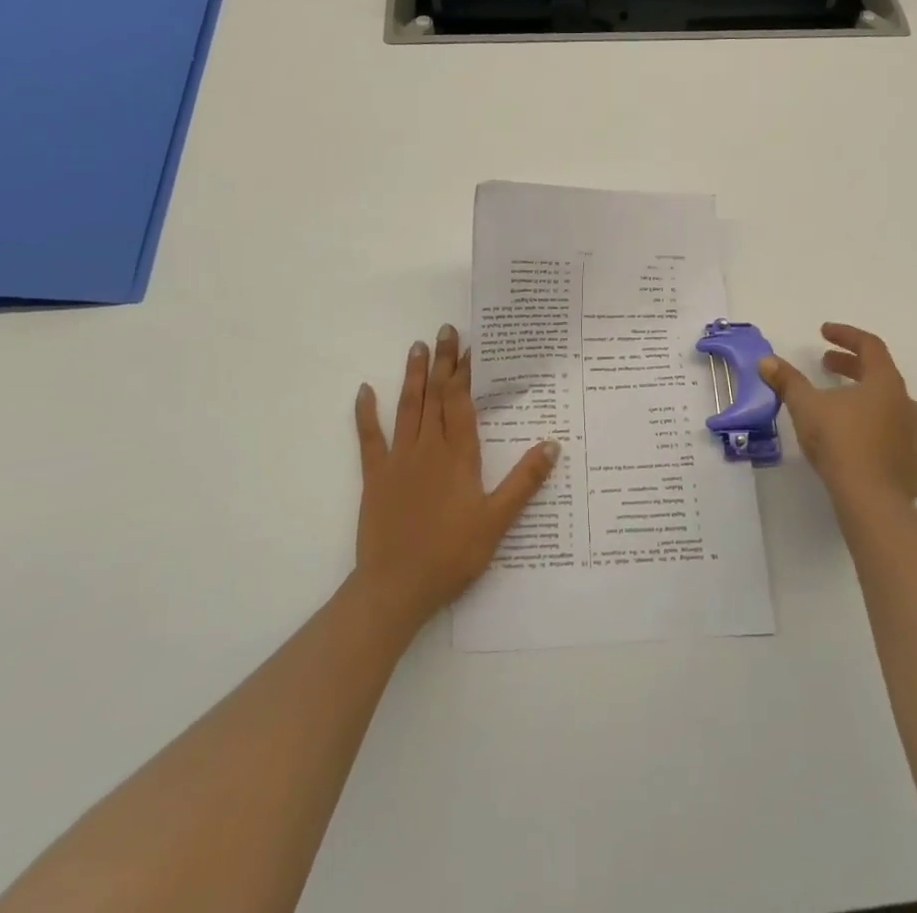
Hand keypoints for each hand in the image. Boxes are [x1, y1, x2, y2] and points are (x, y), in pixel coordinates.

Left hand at [352, 324, 558, 628]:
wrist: (396, 587)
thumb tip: (552, 444)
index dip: (466, 372)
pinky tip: (364, 391)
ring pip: (408, 408)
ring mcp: (398, 460)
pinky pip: (369, 438)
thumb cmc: (451, 554)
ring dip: (413, 376)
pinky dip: (366, 413)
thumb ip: (523, 481)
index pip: (462, 402)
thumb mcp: (497, 521)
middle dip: (443, 362)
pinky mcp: (375, 477)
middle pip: (436, 396)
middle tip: (445, 330)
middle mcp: (428, 448)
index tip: (471, 345)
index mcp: (458, 456)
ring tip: (417, 347)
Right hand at [759, 322, 916, 505]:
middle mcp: (907, 406)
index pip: (870, 346)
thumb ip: (788, 381)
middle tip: (826, 365)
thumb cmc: (839, 441)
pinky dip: (896, 447)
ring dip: (876, 403)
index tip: (823, 333)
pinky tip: (883, 454)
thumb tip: (767, 360)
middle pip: (882, 375)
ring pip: (900, 411)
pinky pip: (911, 451)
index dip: (846, 335)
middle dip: (852, 366)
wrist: (870, 500)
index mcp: (885, 383)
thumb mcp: (805, 405)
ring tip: (852, 407)